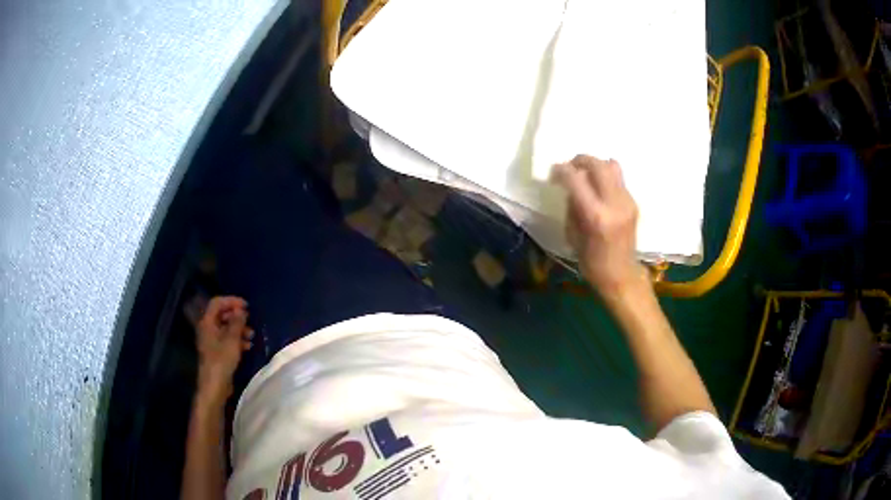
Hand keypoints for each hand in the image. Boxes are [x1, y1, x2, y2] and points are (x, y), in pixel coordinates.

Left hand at [194, 296, 252, 407]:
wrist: (215, 385)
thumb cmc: (222, 360)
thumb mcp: (232, 339)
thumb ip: (237, 322)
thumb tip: (241, 310)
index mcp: (207, 322)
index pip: (217, 303)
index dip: (231, 301)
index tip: (246, 306)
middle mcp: (208, 329)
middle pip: (221, 315)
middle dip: (237, 316)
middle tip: (250, 320)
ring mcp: (212, 341)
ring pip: (226, 328)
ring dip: (239, 329)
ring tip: (252, 335)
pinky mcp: (217, 351)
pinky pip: (227, 339)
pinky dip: (237, 339)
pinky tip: (248, 345)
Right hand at [554, 156, 646, 295]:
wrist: (621, 274)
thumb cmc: (591, 261)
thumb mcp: (572, 235)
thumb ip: (572, 206)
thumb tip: (571, 187)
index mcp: (596, 216)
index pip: (576, 180)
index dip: (562, 170)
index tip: (554, 171)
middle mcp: (614, 204)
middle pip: (598, 165)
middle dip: (580, 160)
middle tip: (570, 167)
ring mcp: (627, 201)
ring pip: (612, 166)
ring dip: (596, 165)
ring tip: (586, 174)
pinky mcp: (633, 203)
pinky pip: (618, 179)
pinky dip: (605, 177)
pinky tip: (598, 189)